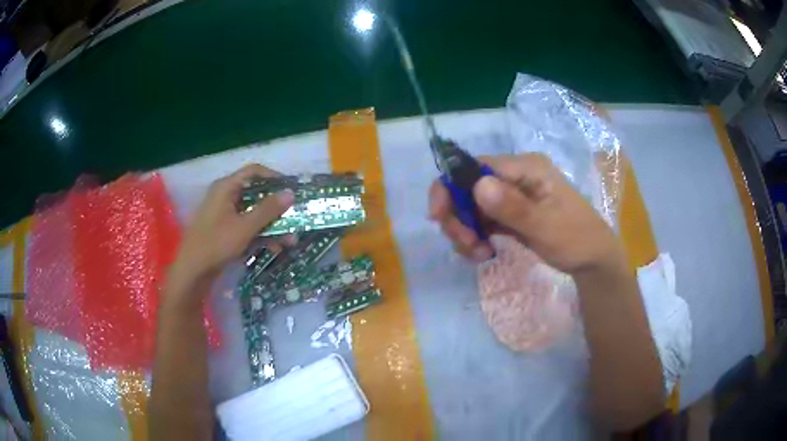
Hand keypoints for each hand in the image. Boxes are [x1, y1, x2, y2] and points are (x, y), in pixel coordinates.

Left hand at [166, 164, 294, 304]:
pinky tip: (275, 247)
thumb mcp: (245, 227)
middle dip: (277, 208)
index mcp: (226, 187)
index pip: (254, 172)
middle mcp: (225, 196)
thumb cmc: (216, 244)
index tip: (293, 189)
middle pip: (256, 194)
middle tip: (295, 216)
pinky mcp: (225, 230)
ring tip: (290, 240)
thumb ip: (268, 210)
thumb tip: (290, 193)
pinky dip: (260, 234)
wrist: (192, 272)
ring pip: (253, 213)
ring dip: (272, 225)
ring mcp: (224, 214)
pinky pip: (247, 226)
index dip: (275, 178)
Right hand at [429, 154, 620, 274]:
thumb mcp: (546, 226)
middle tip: (466, 245)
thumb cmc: (576, 239)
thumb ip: (513, 207)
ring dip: (465, 230)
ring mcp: (512, 195)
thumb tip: (477, 185)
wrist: (593, 260)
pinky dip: (475, 236)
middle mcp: (515, 176)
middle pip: (468, 187)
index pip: (476, 167)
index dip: (451, 188)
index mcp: (526, 168)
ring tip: (478, 254)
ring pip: (471, 206)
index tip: (438, 218)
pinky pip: (481, 220)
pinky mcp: (510, 213)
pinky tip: (482, 252)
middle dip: (458, 216)